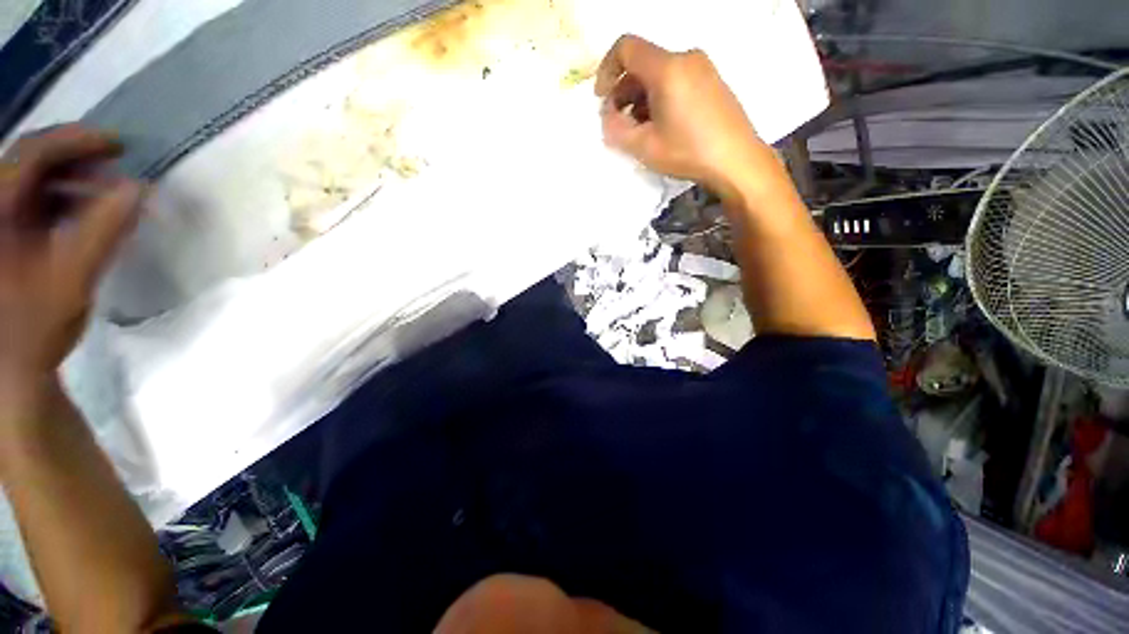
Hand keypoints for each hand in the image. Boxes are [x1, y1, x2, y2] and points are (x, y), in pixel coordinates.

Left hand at [0, 126, 142, 393]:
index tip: (121, 146)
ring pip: (30, 182)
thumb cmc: (33, 327)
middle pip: (29, 162)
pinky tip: (80, 216)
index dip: (77, 141)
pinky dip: (58, 203)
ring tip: (103, 197)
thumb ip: (105, 229)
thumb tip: (139, 189)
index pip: (33, 153)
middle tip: (115, 170)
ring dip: (69, 183)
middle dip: (75, 161)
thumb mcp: (72, 277)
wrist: (7, 371)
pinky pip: (28, 205)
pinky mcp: (1, 238)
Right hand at [595, 35, 768, 200]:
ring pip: (659, 74)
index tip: (601, 98)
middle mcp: (685, 58)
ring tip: (639, 130)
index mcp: (667, 68)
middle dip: (623, 91)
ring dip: (640, 98)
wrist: (737, 160)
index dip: (606, 69)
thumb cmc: (688, 152)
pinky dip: (659, 98)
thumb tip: (607, 118)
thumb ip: (616, 130)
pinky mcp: (711, 81)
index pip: (626, 48)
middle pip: (643, 63)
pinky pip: (676, 80)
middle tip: (618, 123)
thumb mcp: (644, 146)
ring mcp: (702, 68)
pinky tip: (660, 126)